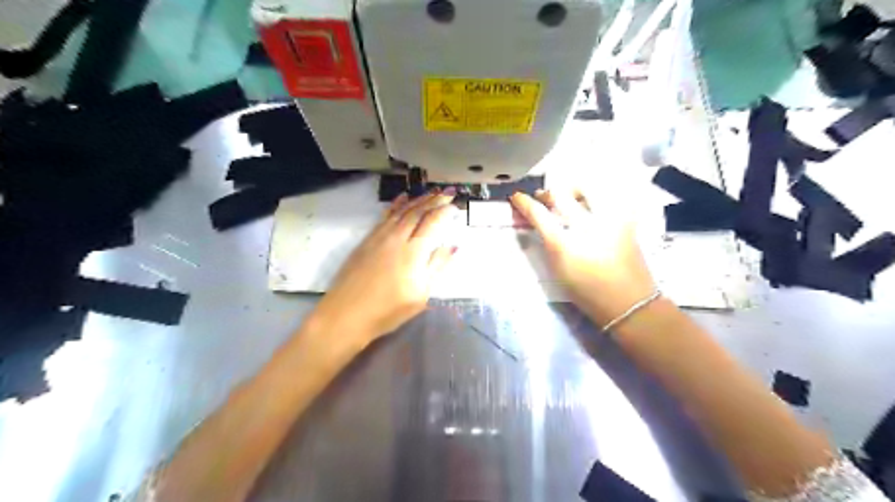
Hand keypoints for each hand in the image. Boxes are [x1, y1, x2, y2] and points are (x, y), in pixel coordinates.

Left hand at [312, 188, 461, 347]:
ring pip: (401, 211)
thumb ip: (436, 267)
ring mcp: (379, 237)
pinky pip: (385, 216)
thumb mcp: (420, 295)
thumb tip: (453, 246)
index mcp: (413, 252)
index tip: (456, 206)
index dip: (445, 211)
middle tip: (448, 192)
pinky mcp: (367, 240)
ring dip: (418, 200)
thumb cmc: (388, 310)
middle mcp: (397, 238)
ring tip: (431, 192)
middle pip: (417, 212)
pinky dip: (395, 205)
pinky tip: (402, 199)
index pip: (432, 222)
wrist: (346, 314)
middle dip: (434, 200)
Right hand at [511, 191, 654, 326]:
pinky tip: (591, 205)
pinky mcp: (625, 219)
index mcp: (565, 244)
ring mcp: (608, 219)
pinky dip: (594, 196)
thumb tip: (541, 222)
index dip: (524, 202)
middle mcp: (586, 226)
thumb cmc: (588, 291)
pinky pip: (608, 197)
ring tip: (569, 196)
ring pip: (587, 187)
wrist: (629, 301)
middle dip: (547, 192)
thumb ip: (548, 243)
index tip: (517, 197)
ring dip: (572, 188)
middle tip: (543, 197)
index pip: (538, 213)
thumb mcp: (559, 270)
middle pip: (561, 194)